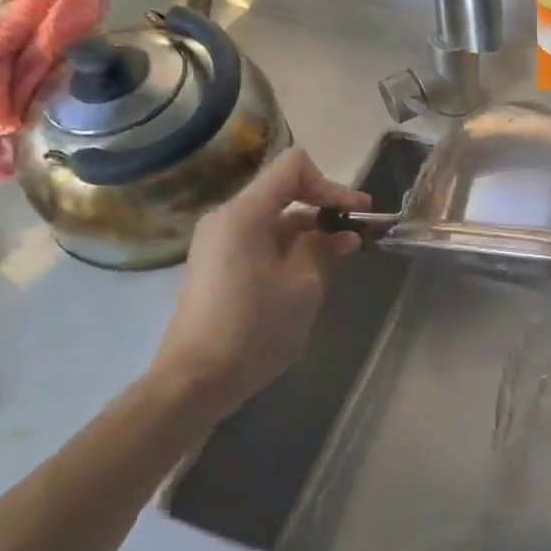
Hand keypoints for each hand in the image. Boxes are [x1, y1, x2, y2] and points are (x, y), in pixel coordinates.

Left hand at [150, 148, 370, 421]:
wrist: (193, 383)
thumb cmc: (253, 328)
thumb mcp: (302, 285)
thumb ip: (324, 248)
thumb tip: (342, 234)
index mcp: (244, 213)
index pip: (293, 167)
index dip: (330, 184)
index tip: (354, 214)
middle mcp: (227, 219)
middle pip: (284, 191)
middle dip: (324, 208)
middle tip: (357, 234)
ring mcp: (218, 243)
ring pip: (274, 218)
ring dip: (310, 232)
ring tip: (339, 258)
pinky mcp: (217, 266)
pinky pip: (260, 240)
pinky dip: (289, 247)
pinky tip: (310, 274)